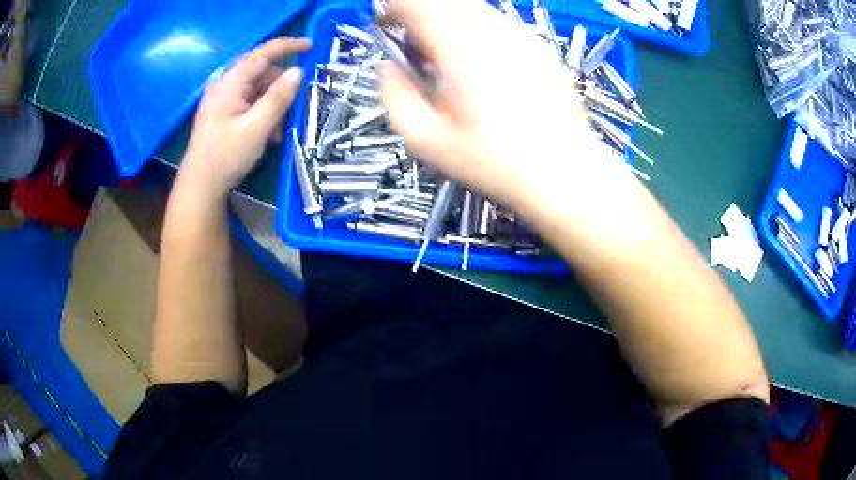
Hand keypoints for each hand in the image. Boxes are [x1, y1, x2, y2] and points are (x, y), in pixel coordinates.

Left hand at [179, 38, 310, 197]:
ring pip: (258, 88)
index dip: (288, 46)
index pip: (263, 53)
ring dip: (273, 103)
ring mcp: (223, 99)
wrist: (200, 187)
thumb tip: (298, 72)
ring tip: (280, 128)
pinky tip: (269, 133)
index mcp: (230, 83)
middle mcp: (225, 85)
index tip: (311, 46)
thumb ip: (278, 98)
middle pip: (261, 71)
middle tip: (297, 103)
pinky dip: (263, 112)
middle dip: (281, 85)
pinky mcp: (223, 112)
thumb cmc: (225, 157)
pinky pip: (250, 102)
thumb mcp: (257, 128)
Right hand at [379, 0, 628, 212]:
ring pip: (472, 9)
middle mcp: (491, 28)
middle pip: (443, 1)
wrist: (565, 172)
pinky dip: (478, 35)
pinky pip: (498, 25)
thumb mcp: (424, 139)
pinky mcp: (540, 46)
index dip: (392, 11)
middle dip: (421, 19)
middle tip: (419, 55)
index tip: (387, 30)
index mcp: (457, 44)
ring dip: (450, 26)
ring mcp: (521, 34)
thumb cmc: (493, 161)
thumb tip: (387, 67)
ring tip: (452, 67)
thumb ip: (394, 94)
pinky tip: (486, 74)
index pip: (413, 1)